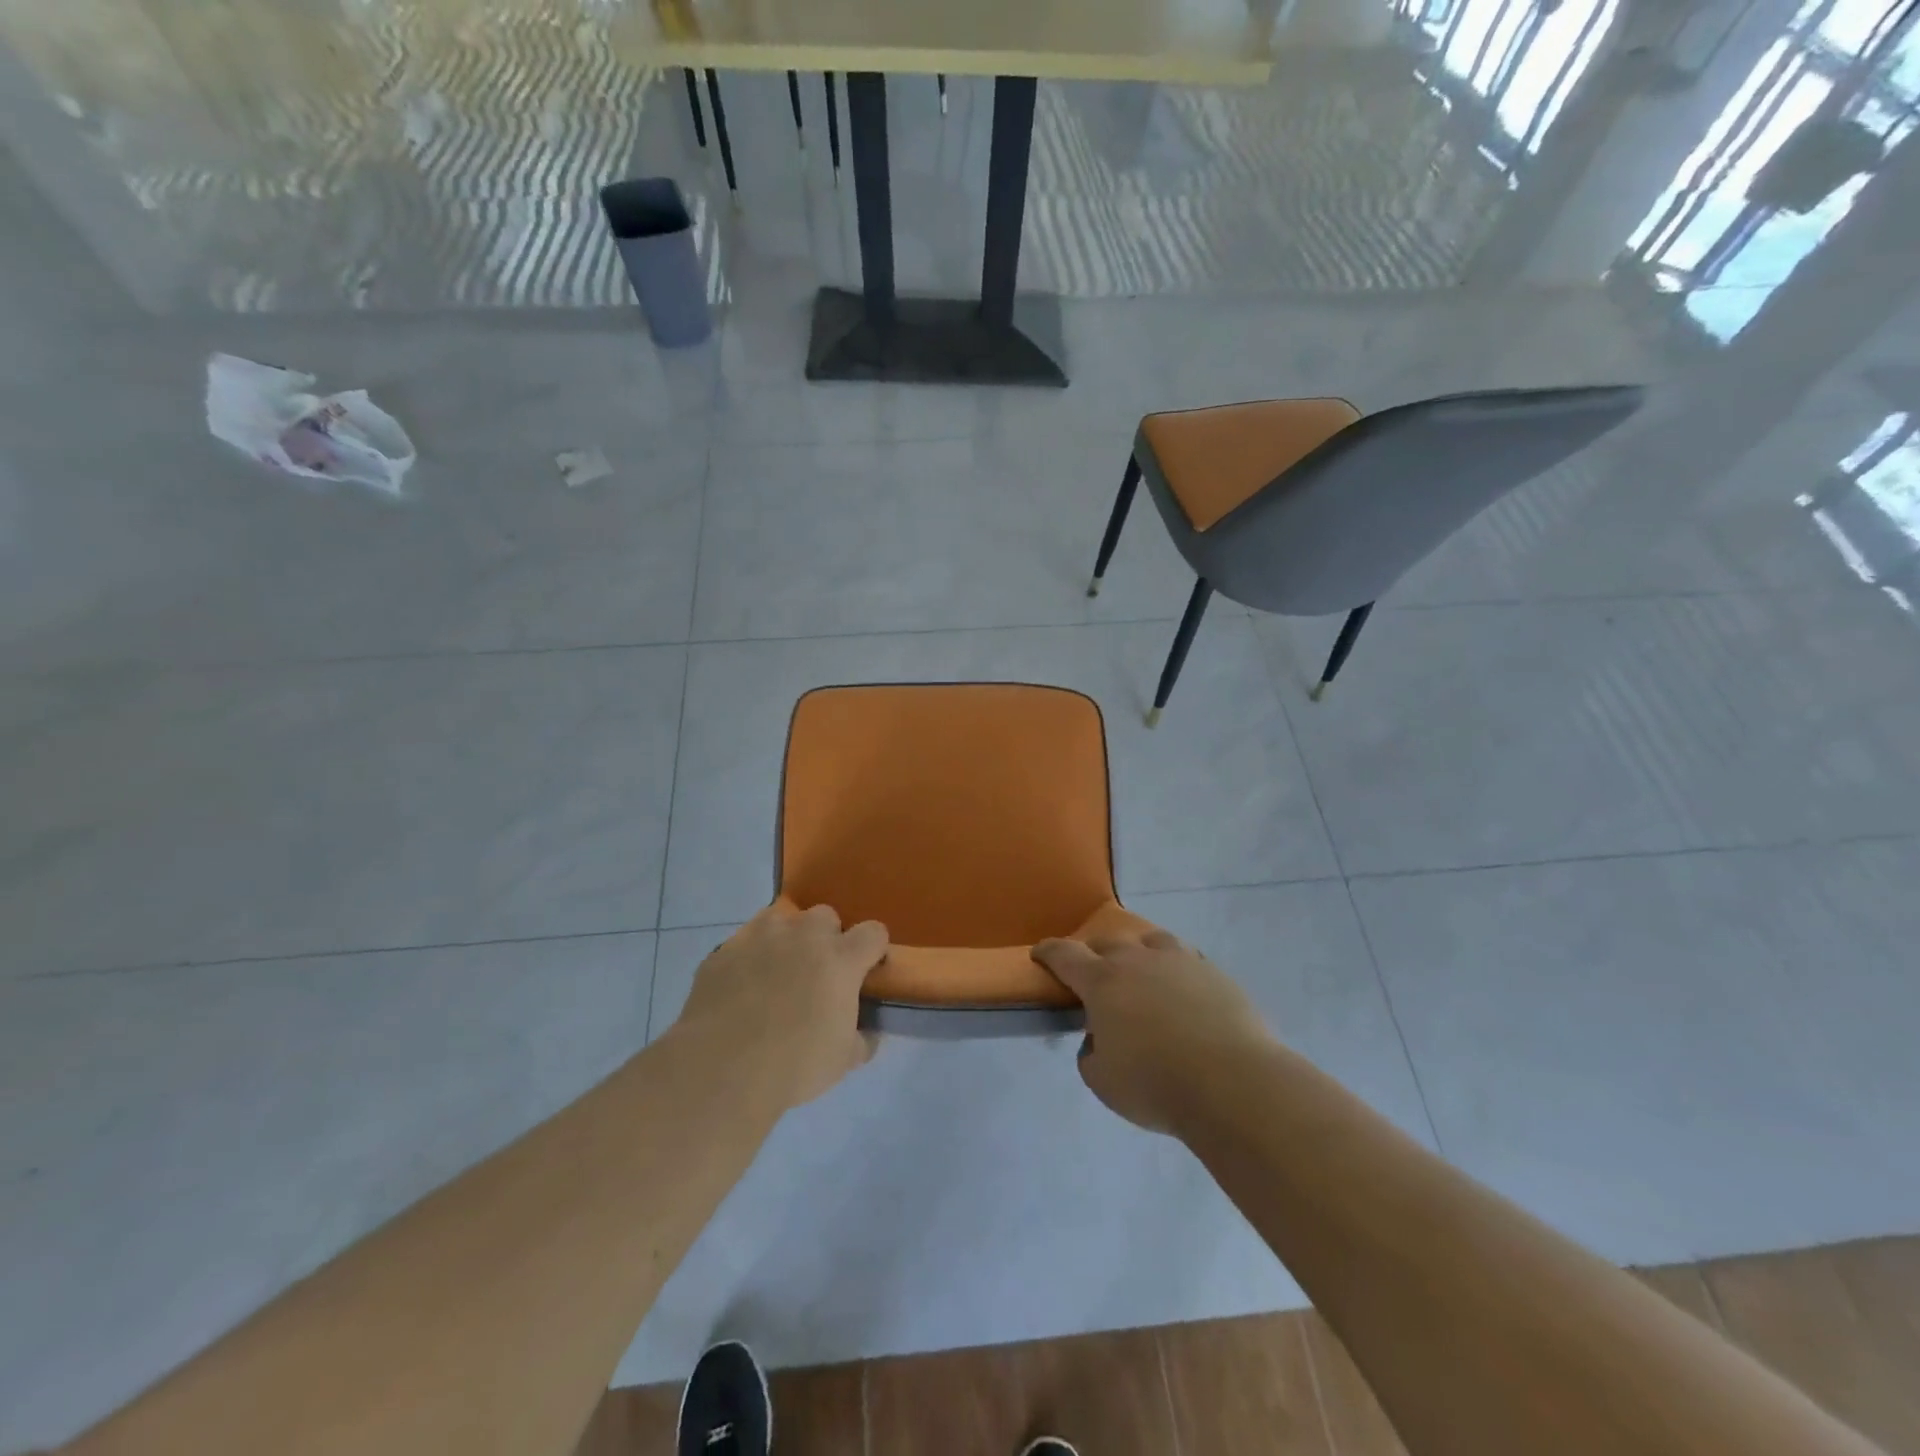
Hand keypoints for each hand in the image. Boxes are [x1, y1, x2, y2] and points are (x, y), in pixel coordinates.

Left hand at [674, 902, 888, 1108]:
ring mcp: (760, 937)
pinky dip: (749, 958)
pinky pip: (744, 942)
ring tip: (776, 974)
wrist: (721, 1070)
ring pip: (782, 919)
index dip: (873, 950)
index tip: (866, 971)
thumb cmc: (794, 1064)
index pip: (873, 932)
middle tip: (817, 974)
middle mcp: (803, 935)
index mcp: (840, 958)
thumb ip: (862, 1038)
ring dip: (786, 940)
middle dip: (827, 938)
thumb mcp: (843, 1060)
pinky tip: (741, 988)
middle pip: (826, 916)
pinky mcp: (724, 950)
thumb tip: (866, 1033)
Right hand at [1033, 929, 1271, 1135]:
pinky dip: (1173, 967)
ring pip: (1149, 940)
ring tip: (1140, 970)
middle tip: (1093, 974)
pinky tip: (1179, 986)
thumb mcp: (1103, 1081)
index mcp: (1102, 981)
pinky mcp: (1213, 973)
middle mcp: (1137, 960)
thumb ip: (1090, 1053)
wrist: (1233, 1083)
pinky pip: (1185, 958)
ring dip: (1137, 951)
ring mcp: (1179, 961)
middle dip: (1093, 954)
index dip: (1048, 952)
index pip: (1065, 955)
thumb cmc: (1156, 1083)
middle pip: (1107, 942)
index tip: (1040, 954)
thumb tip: (1098, 1038)